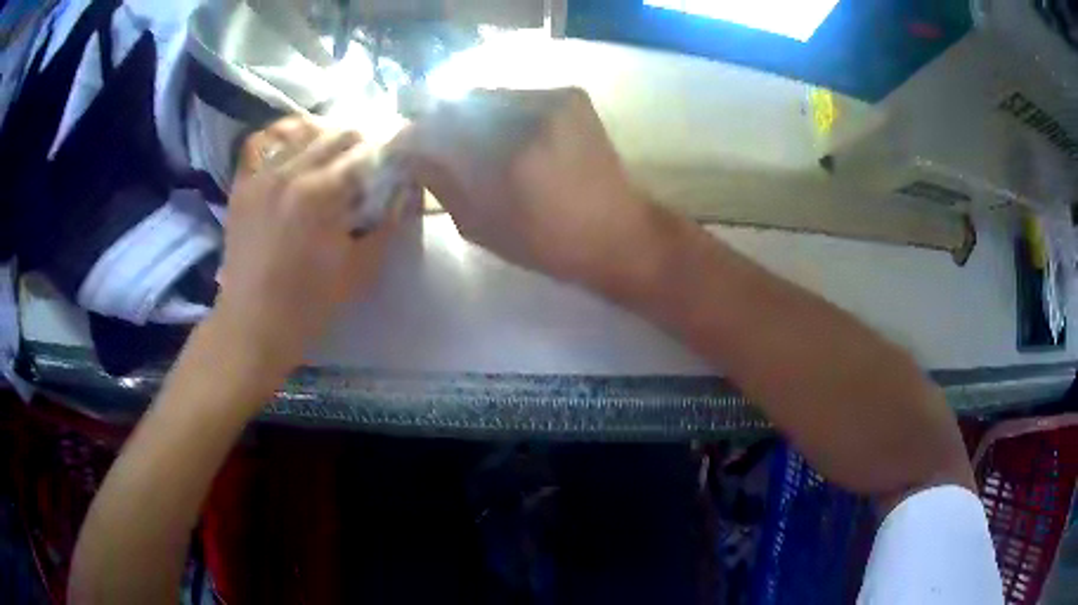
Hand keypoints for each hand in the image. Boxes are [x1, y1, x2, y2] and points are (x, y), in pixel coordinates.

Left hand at [216, 116, 397, 369]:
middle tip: (368, 163)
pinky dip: (283, 140)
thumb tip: (407, 191)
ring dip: (325, 137)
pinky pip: (263, 143)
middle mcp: (290, 171)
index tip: (397, 162)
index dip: (388, 153)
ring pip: (302, 131)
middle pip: (336, 133)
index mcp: (322, 193)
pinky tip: (293, 152)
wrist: (252, 324)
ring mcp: (261, 174)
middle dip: (360, 143)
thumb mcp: (360, 270)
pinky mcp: (242, 184)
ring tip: (332, 157)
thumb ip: (388, 224)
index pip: (366, 152)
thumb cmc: (309, 304)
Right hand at [394, 88, 652, 284]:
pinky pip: (514, 96)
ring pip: (487, 95)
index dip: (410, 137)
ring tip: (457, 137)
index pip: (437, 130)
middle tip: (424, 140)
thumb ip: (440, 182)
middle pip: (460, 102)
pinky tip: (493, 131)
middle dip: (436, 120)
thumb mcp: (480, 225)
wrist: (618, 233)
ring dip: (465, 113)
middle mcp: (530, 114)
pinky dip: (495, 110)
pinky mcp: (571, 95)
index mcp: (506, 157)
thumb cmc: (547, 243)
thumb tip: (410, 154)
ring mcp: (554, 98)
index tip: (397, 149)